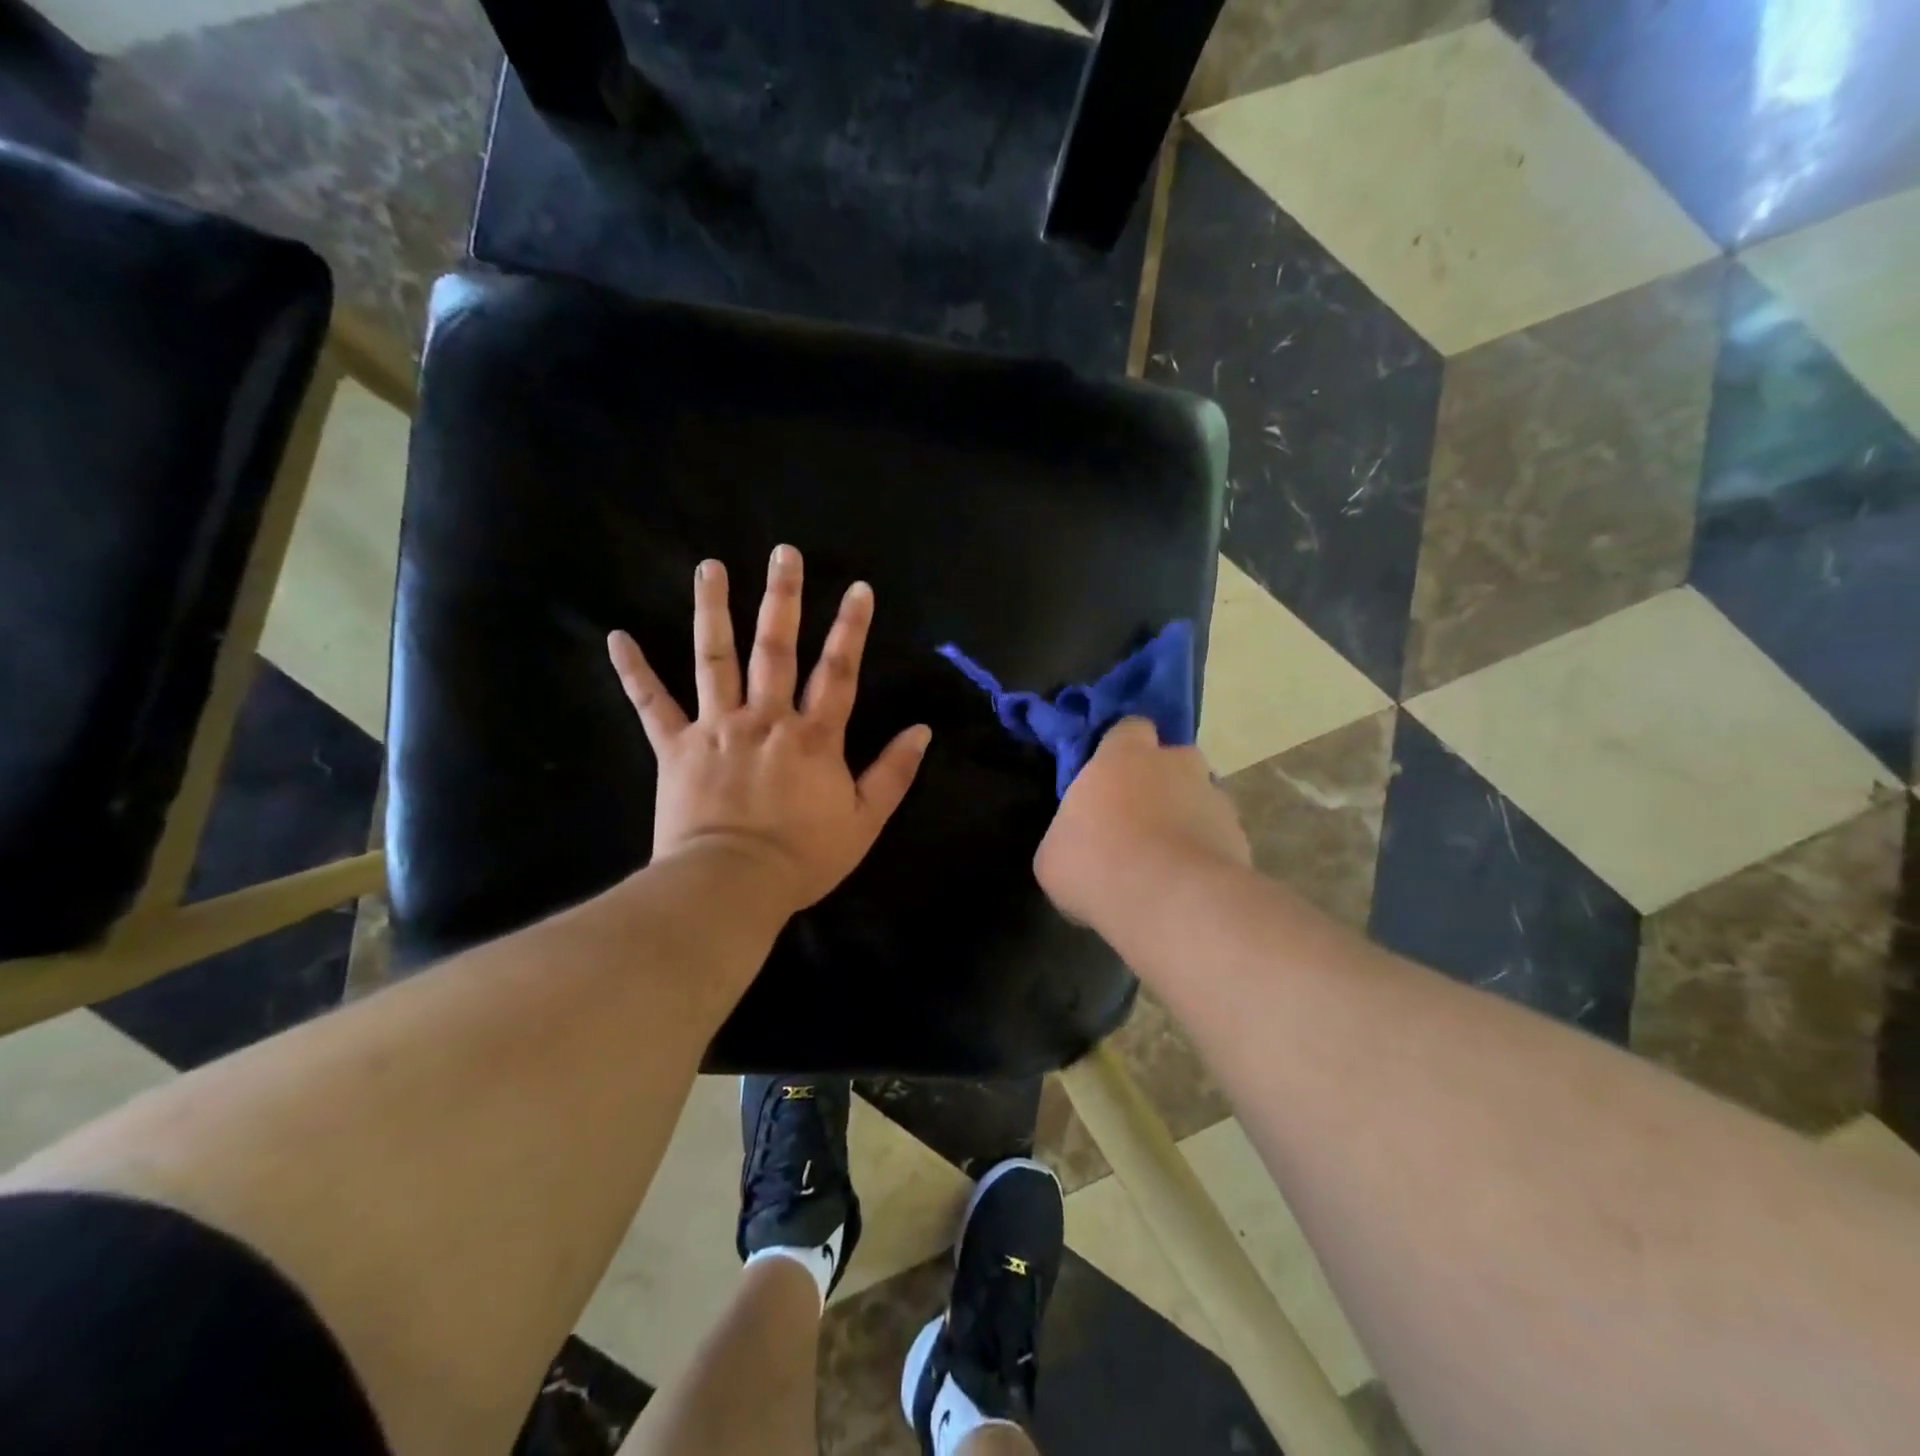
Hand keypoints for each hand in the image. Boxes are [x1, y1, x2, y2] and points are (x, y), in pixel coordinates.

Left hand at [607, 545, 931, 915]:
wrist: (732, 885)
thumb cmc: (804, 857)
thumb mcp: (864, 821)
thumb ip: (893, 773)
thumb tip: (922, 731)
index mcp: (813, 736)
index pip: (839, 672)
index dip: (851, 629)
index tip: (858, 588)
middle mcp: (766, 719)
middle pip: (776, 649)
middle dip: (782, 599)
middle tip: (782, 553)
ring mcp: (717, 728)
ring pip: (714, 660)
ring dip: (712, 612)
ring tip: (709, 568)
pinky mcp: (676, 748)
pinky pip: (652, 705)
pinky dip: (634, 672)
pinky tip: (617, 637)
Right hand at [1034, 717, 1249, 928]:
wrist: (1171, 902)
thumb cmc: (1096, 864)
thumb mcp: (1054, 854)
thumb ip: (1069, 834)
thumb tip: (1076, 844)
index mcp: (1123, 756)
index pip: (1129, 728)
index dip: (1122, 748)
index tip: (1109, 774)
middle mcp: (1176, 764)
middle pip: (1172, 760)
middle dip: (1160, 781)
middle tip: (1138, 818)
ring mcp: (1214, 799)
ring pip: (1199, 798)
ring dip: (1185, 818)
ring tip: (1165, 859)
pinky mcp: (1239, 836)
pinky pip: (1217, 837)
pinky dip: (1204, 853)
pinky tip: (1186, 885)